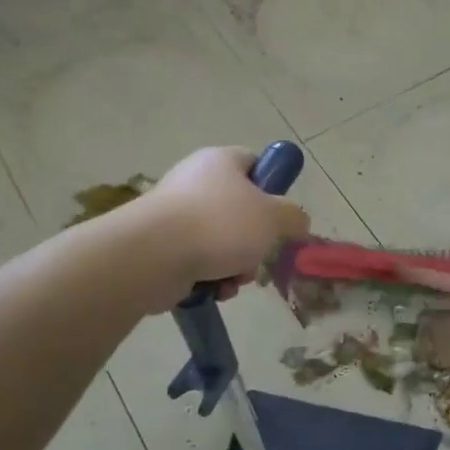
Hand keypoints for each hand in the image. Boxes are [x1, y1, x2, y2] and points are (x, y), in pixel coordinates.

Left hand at [138, 147, 310, 309]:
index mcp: (220, 161)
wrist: (152, 255)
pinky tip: (214, 289)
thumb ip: (294, 216)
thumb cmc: (219, 225)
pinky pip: (198, 260)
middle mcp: (195, 181)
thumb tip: (298, 222)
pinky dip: (211, 277)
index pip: (253, 162)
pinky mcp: (161, 245)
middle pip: (239, 210)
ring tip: (233, 278)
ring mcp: (174, 214)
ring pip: (221, 240)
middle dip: (254, 240)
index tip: (279, 214)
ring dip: (236, 264)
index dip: (271, 186)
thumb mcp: (273, 217)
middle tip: (259, 254)